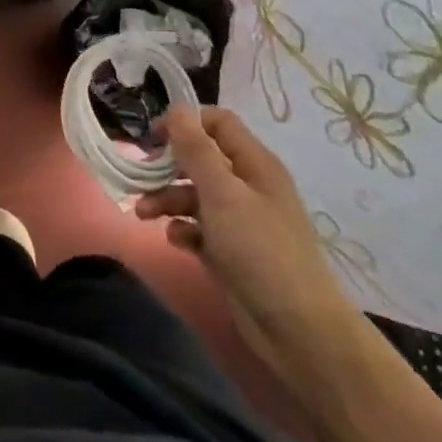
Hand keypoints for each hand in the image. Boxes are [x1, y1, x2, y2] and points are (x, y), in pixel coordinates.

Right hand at [136, 107, 357, 386]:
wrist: (299, 332)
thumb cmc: (260, 250)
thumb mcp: (223, 193)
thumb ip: (196, 150)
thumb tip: (177, 109)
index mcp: (254, 164)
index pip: (217, 122)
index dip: (185, 123)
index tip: (154, 138)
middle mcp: (248, 186)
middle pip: (201, 159)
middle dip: (169, 165)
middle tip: (142, 175)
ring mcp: (241, 221)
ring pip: (195, 195)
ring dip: (167, 198)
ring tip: (144, 214)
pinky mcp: (232, 252)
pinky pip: (199, 229)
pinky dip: (183, 229)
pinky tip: (175, 241)